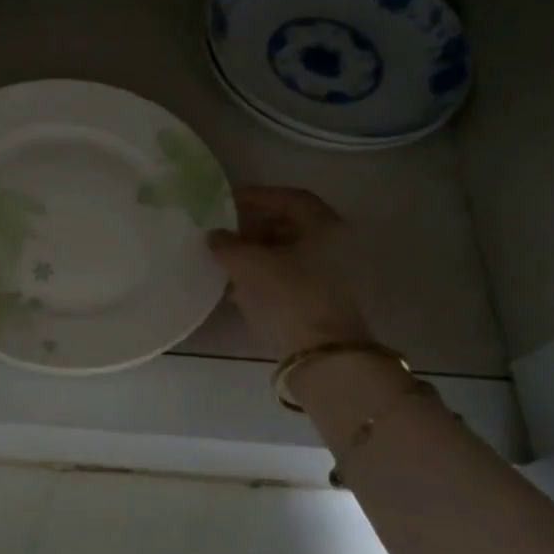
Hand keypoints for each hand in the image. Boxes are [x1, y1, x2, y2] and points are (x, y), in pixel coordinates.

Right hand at [208, 187, 372, 359]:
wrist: (322, 356)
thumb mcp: (248, 265)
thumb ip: (226, 244)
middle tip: (225, 236)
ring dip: (258, 255)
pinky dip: (267, 277)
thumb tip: (216, 236)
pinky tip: (241, 289)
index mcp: (325, 227)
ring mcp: (335, 277)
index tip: (227, 202)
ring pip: (290, 255)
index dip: (257, 196)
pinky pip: (292, 279)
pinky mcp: (326, 303)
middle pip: (291, 226)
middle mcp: (337, 246)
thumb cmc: (287, 297)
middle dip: (254, 228)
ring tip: (227, 264)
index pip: (290, 198)